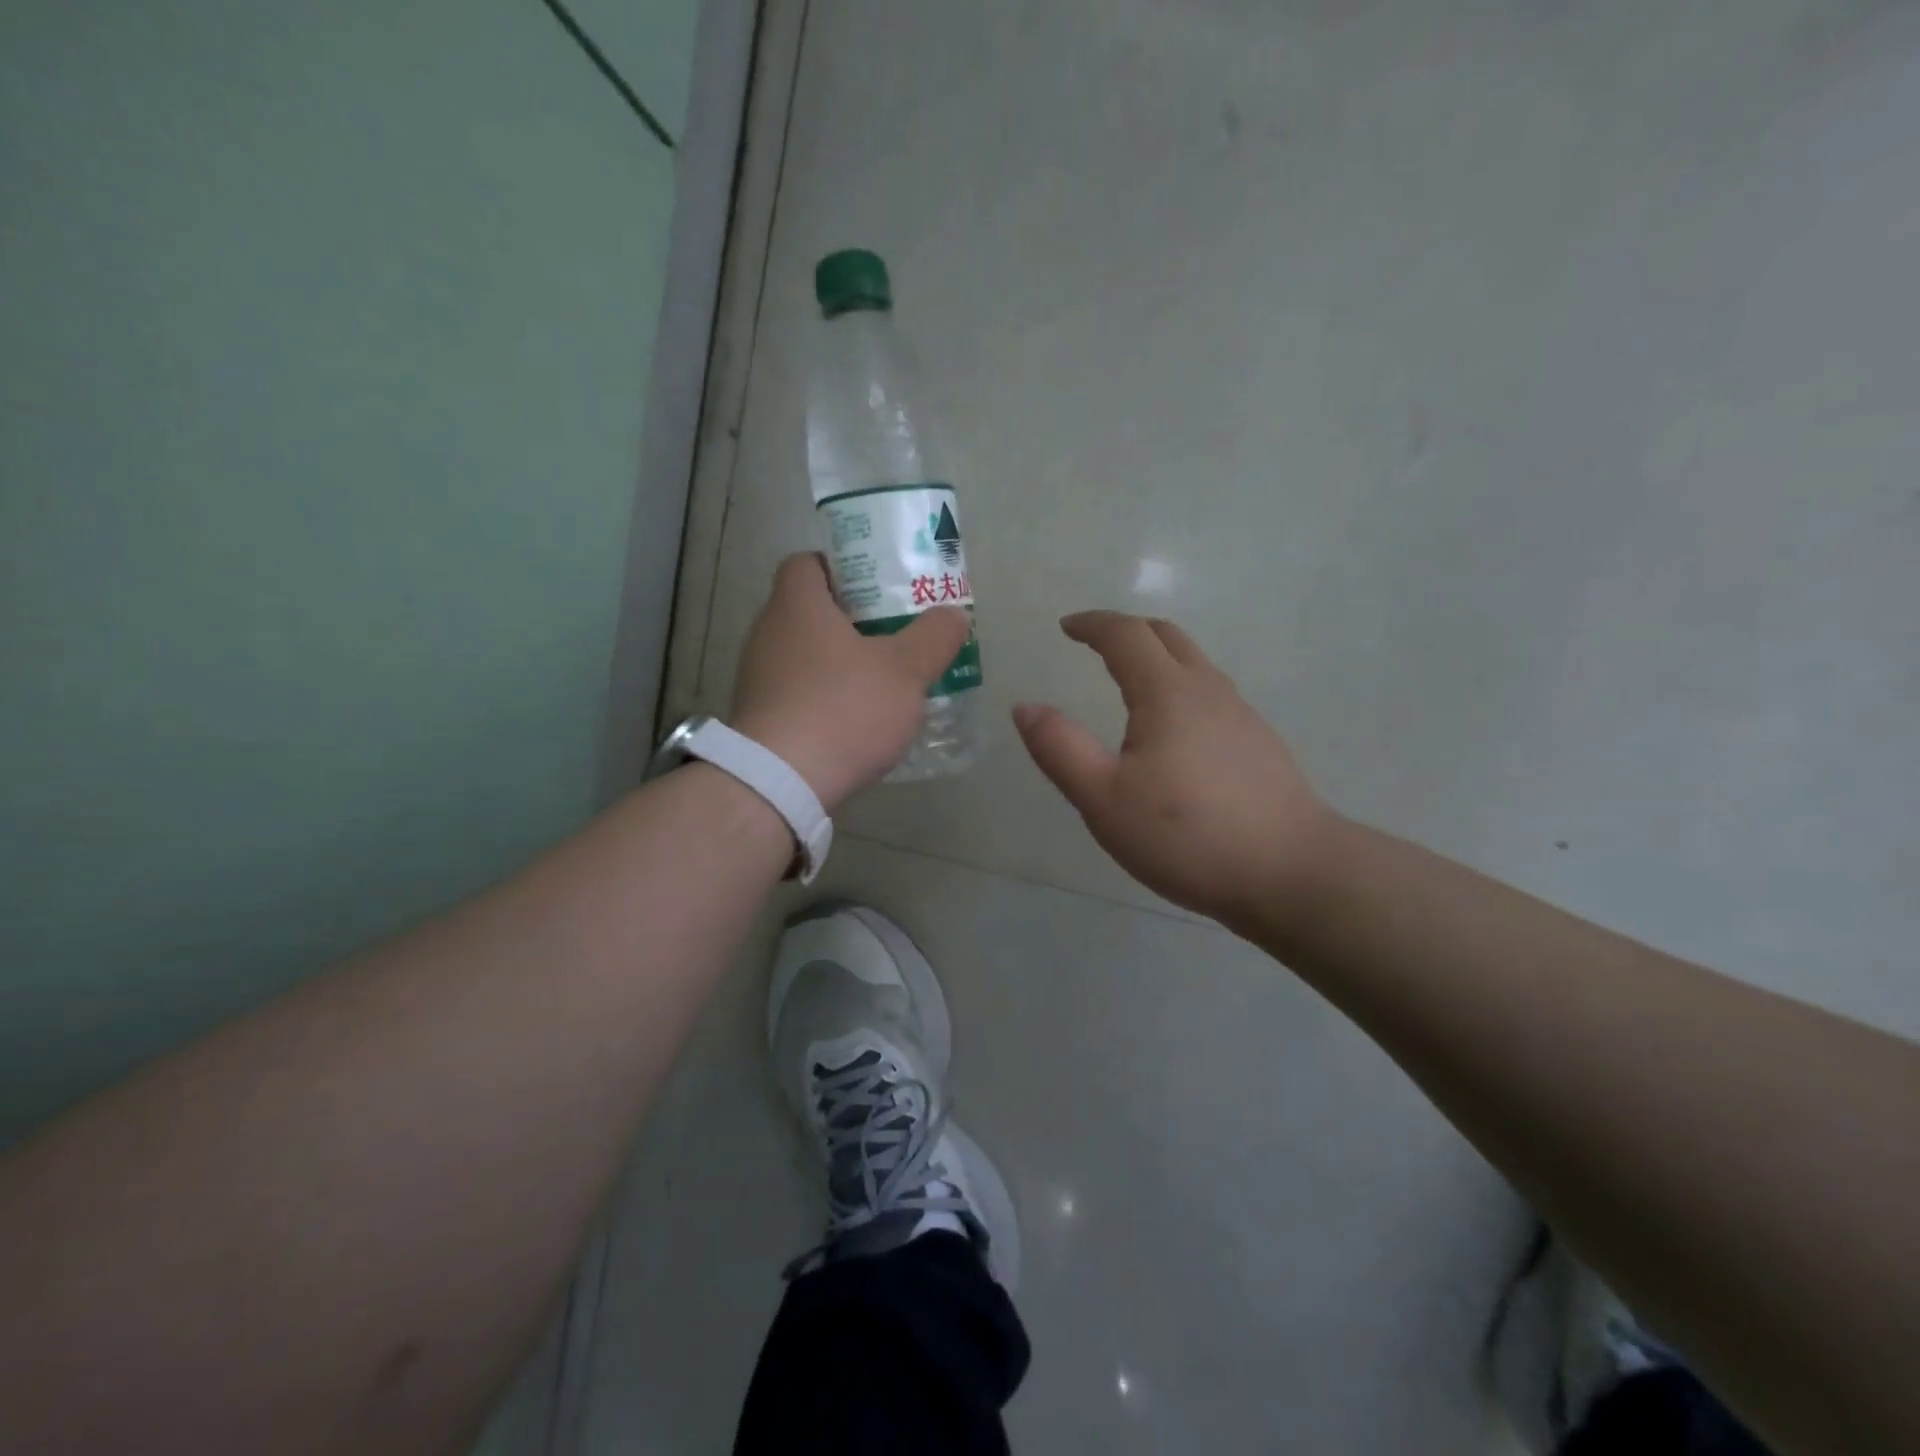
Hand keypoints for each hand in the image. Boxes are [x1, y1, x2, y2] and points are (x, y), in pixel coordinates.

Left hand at [731, 554, 971, 809]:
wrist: (781, 783)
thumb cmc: (844, 709)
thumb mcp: (906, 670)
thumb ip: (934, 637)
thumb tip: (954, 615)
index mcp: (797, 605)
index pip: (808, 562)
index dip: (843, 566)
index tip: (878, 586)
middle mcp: (768, 633)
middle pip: (809, 610)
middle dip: (852, 619)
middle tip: (893, 634)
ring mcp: (757, 678)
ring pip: (804, 655)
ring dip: (839, 662)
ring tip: (882, 681)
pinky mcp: (759, 718)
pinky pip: (797, 693)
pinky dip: (825, 698)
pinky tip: (856, 722)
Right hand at [1013, 612, 1335, 930]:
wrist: (1293, 873)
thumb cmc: (1188, 836)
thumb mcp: (1104, 800)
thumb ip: (1060, 749)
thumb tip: (1025, 707)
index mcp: (1168, 693)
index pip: (1126, 635)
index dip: (1092, 624)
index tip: (1067, 627)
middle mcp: (1208, 690)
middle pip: (1166, 636)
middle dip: (1125, 631)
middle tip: (1094, 644)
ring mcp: (1241, 715)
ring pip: (1194, 664)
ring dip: (1156, 657)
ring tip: (1127, 683)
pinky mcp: (1259, 743)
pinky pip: (1210, 694)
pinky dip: (1179, 687)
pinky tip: (1173, 731)